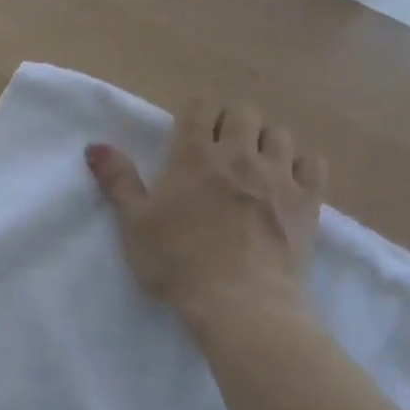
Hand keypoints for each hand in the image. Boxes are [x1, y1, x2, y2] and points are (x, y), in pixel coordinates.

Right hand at [85, 98, 325, 326]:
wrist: (239, 301)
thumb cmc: (177, 262)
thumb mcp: (134, 224)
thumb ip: (118, 181)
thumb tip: (95, 145)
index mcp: (193, 157)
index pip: (198, 108)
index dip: (193, 113)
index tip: (188, 131)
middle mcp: (239, 155)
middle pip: (244, 112)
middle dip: (231, 121)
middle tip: (218, 149)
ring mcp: (279, 175)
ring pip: (280, 133)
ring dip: (265, 140)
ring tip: (254, 164)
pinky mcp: (308, 200)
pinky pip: (314, 162)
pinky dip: (301, 164)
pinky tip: (287, 181)